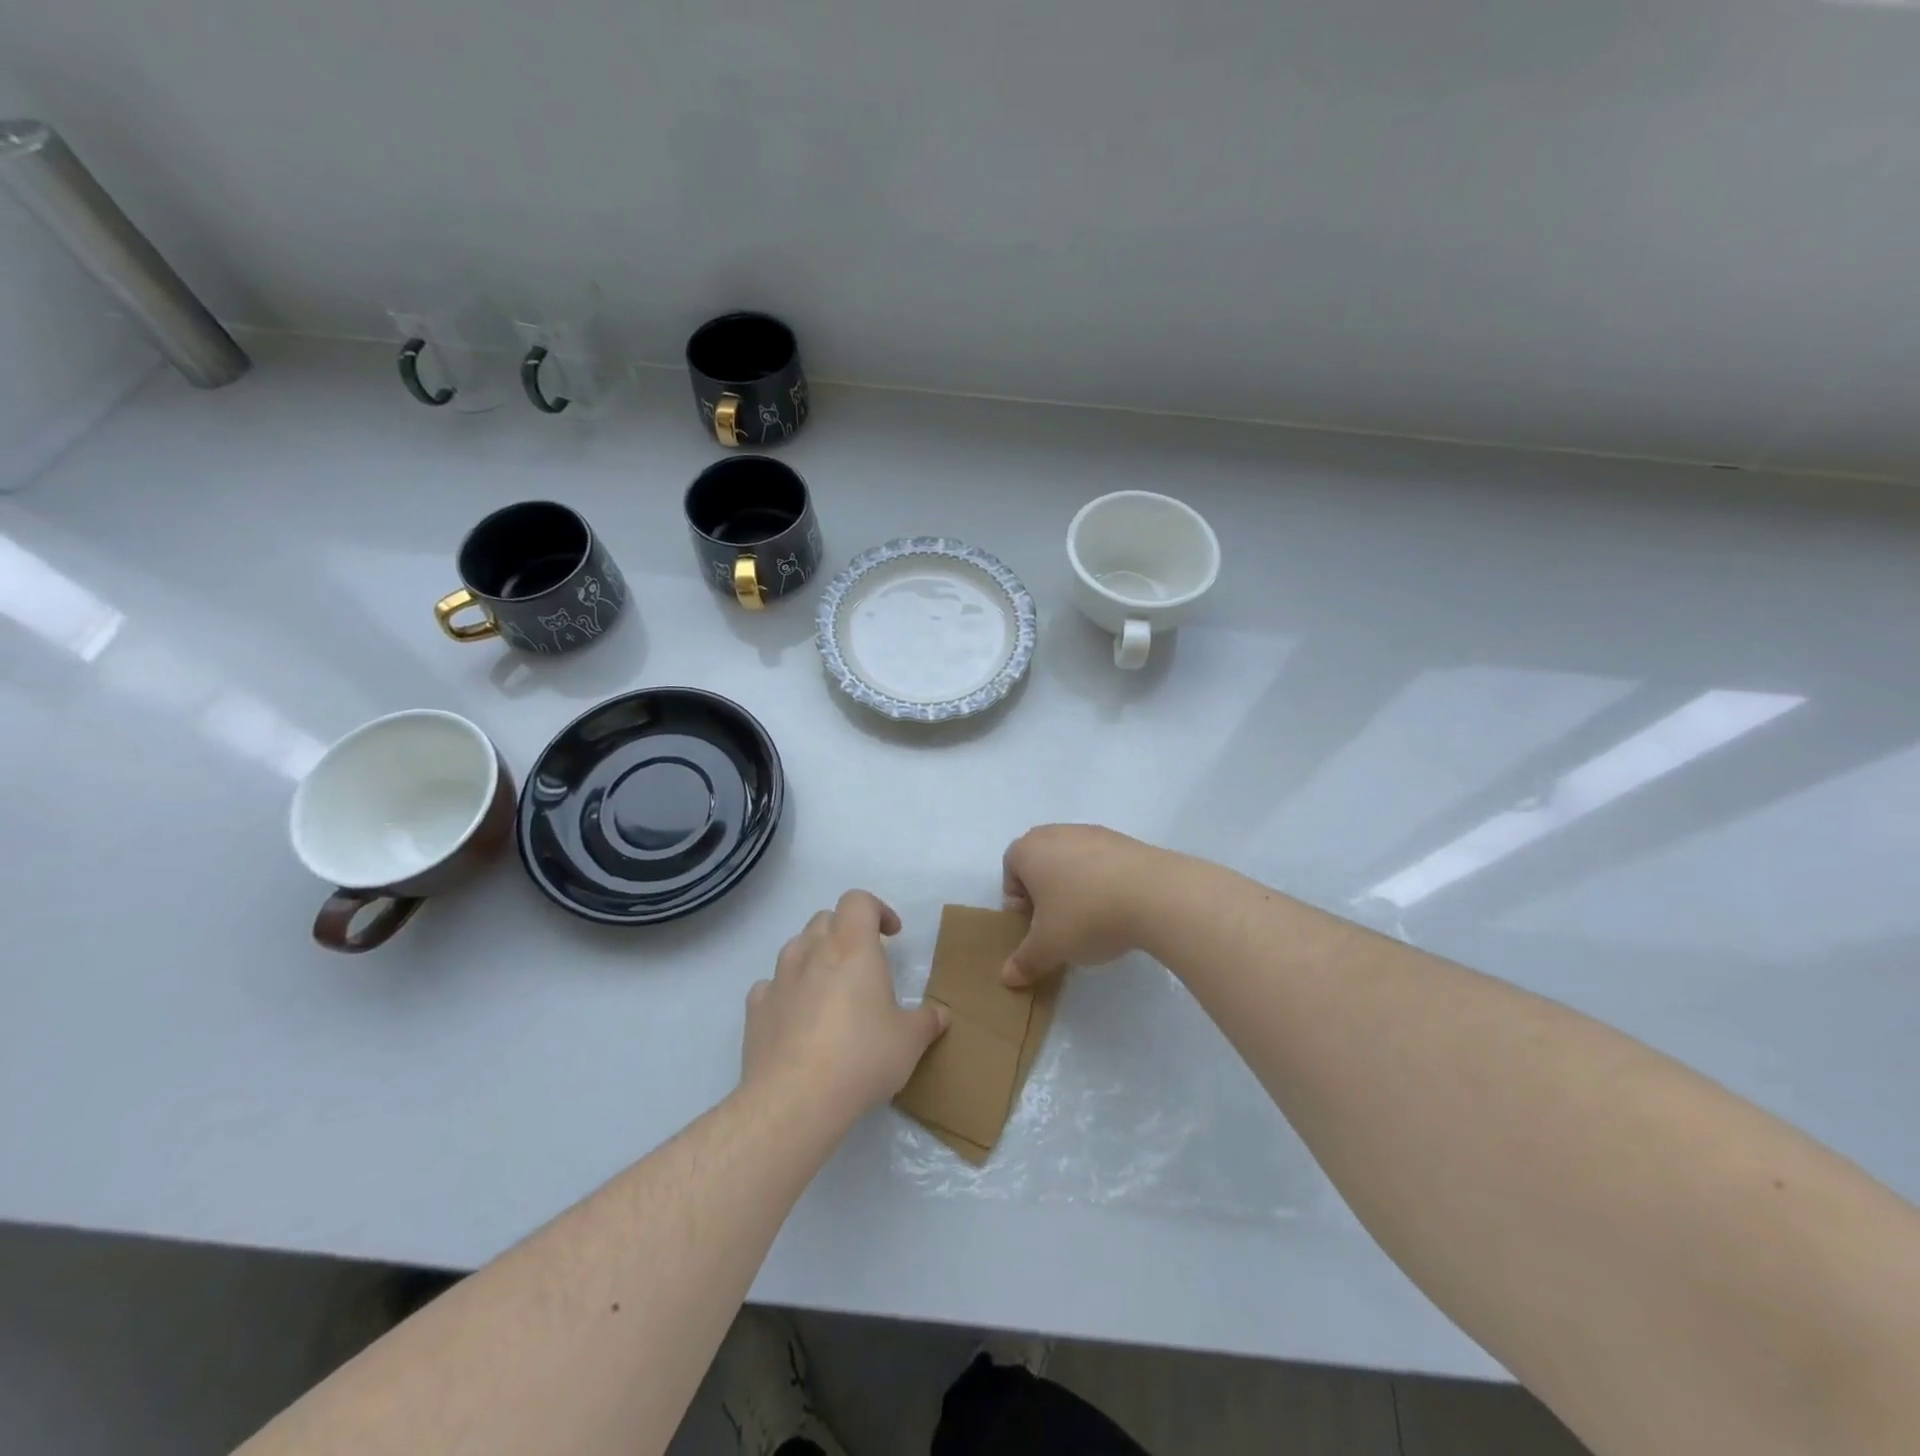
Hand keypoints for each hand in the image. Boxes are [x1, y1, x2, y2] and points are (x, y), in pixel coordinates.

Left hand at [742, 890, 948, 1126]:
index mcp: (853, 947)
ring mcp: (779, 979)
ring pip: (796, 947)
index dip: (877, 910)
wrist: (794, 1100)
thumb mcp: (909, 1041)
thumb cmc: (862, 1058)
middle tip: (864, 963)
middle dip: (846, 932)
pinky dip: (787, 991)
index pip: (858, 901)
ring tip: (830, 989)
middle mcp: (812, 952)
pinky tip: (798, 1018)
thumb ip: (927, 1021)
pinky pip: (771, 986)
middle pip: (826, 919)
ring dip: (814, 957)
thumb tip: (940, 1014)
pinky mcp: (755, 1009)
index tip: (891, 935)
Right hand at [1000, 824, 1157, 986]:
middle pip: (1041, 864)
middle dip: (1046, 894)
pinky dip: (1103, 882)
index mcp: (1029, 849)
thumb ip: (1025, 961)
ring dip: (1076, 888)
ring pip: (1073, 862)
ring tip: (1093, 920)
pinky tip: (1118, 908)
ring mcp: (1093, 833)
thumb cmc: (1085, 915)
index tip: (1035, 927)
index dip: (1018, 902)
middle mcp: (1056, 832)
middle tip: (1060, 925)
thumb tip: (1007, 978)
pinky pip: (1102, 862)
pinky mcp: (1125, 840)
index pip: (1010, 870)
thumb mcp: (1049, 947)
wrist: (1155, 894)